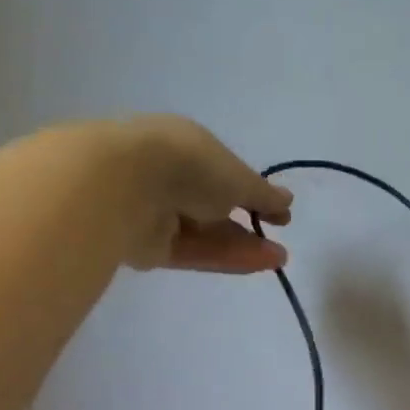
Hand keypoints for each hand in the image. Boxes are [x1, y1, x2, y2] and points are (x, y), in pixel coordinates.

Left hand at [112, 114, 293, 272]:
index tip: (278, 213)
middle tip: (279, 243)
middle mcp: (169, 177)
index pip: (223, 172)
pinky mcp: (148, 246)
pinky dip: (224, 258)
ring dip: (243, 245)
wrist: (123, 186)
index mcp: (185, 145)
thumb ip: (262, 194)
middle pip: (214, 207)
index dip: (252, 193)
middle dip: (248, 224)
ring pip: (206, 234)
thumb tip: (287, 201)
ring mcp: (156, 213)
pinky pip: (193, 253)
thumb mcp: (236, 176)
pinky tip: (257, 264)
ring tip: (278, 259)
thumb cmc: (187, 165)